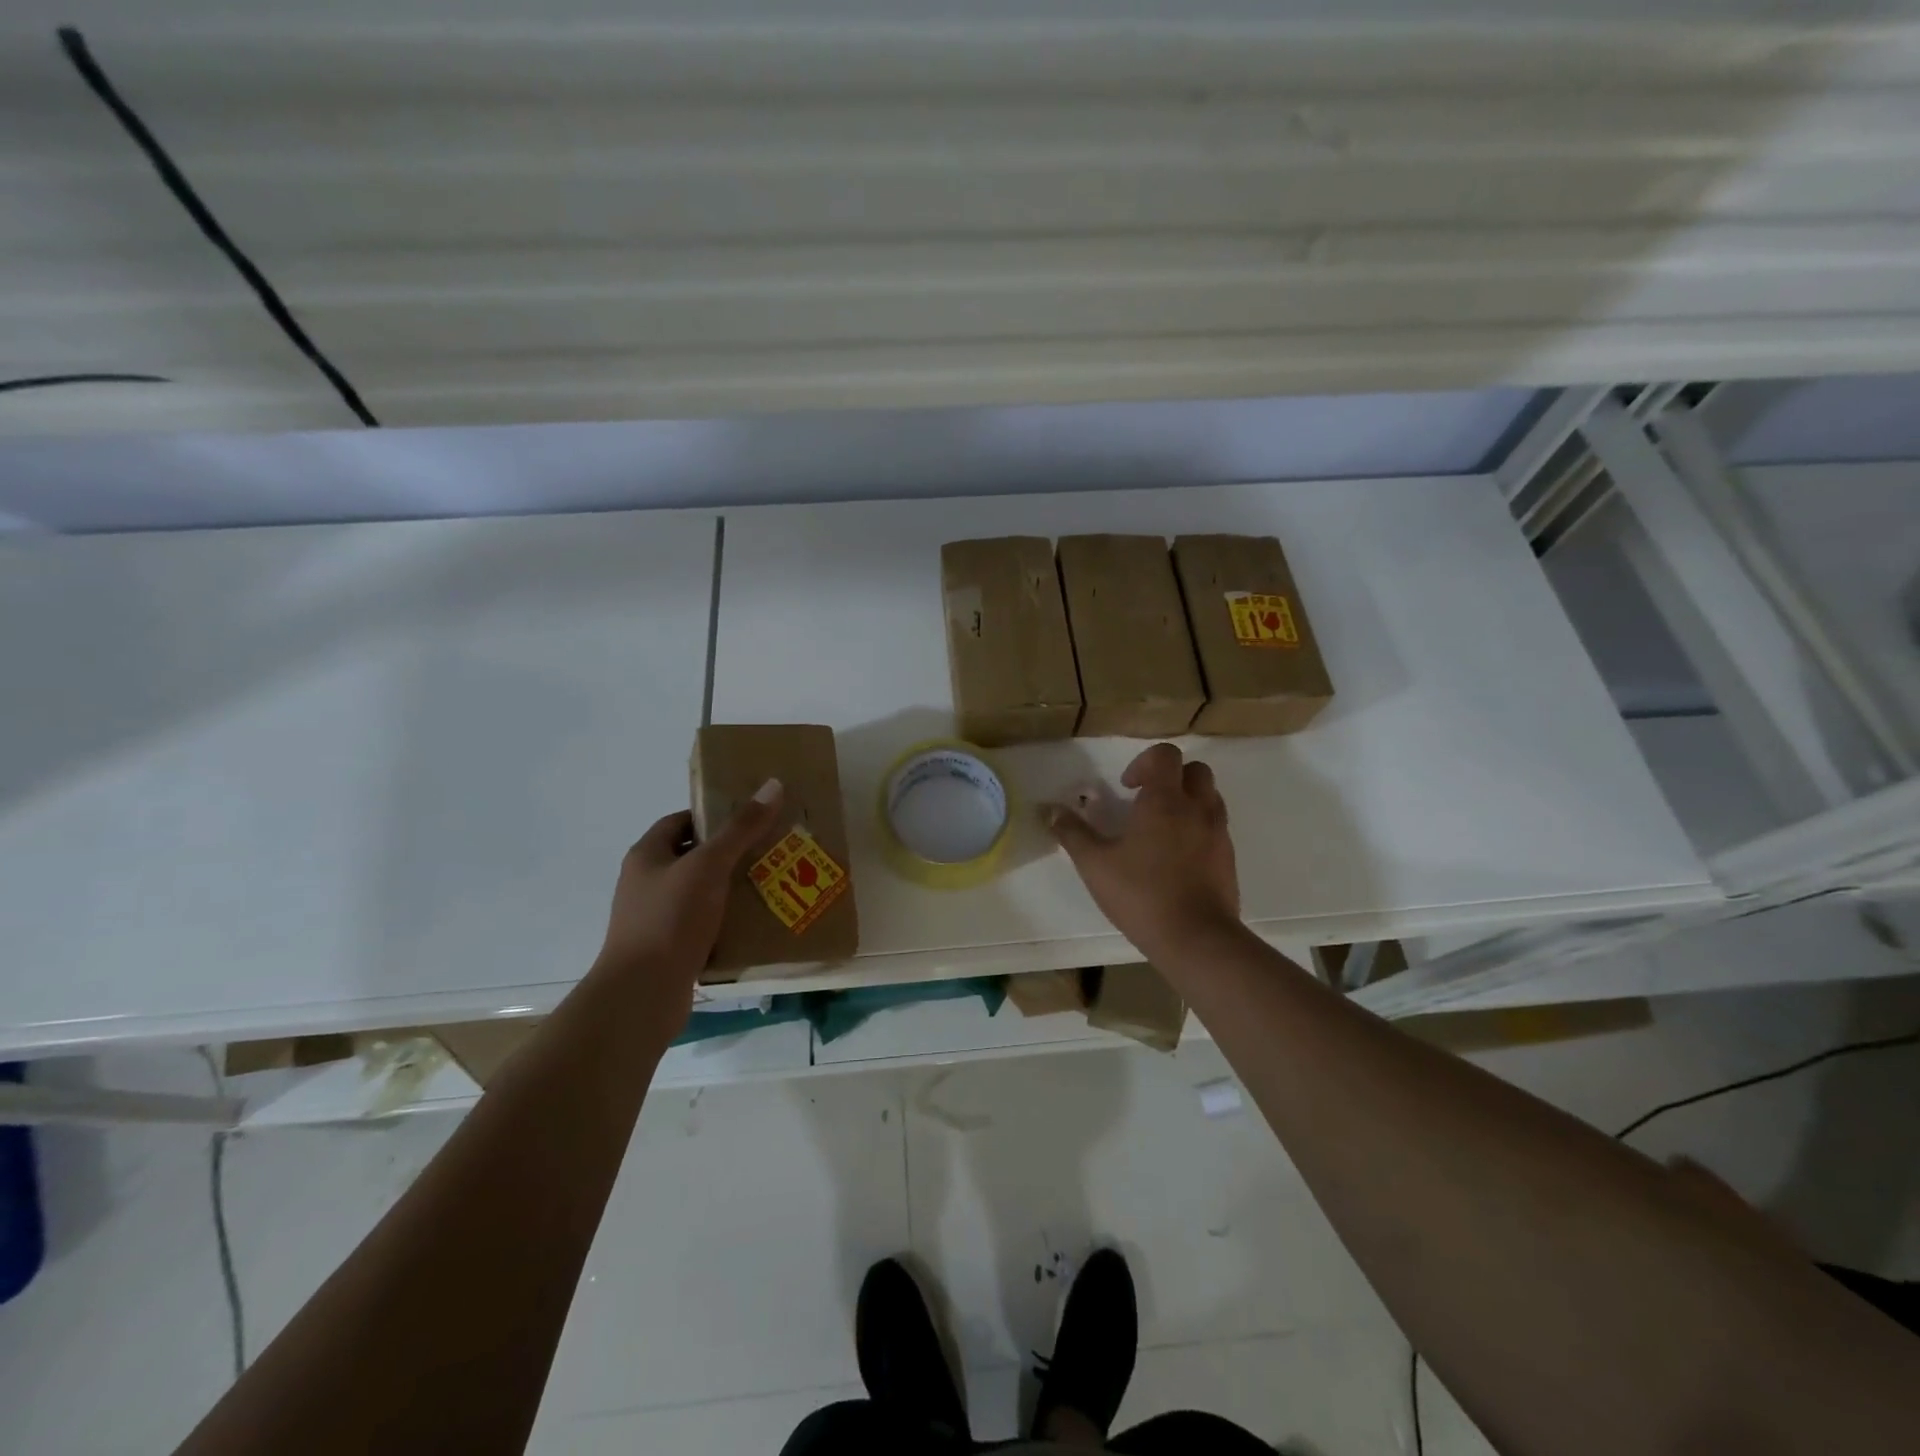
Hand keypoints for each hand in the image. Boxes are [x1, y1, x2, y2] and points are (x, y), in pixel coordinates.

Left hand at [595, 780, 784, 1006]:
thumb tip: (773, 785)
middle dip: (730, 853)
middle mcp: (646, 884)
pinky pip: (703, 925)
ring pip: (700, 893)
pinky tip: (755, 924)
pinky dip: (726, 922)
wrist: (642, 995)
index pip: (680, 822)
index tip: (750, 819)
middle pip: (693, 858)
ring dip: (730, 890)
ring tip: (771, 884)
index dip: (713, 816)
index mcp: (647, 856)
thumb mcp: (709, 866)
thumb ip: (741, 828)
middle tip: (770, 850)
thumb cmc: (670, 919)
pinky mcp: (669, 949)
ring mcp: (655, 919)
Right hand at [1046, 743, 1240, 960]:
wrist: (1197, 939)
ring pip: (1210, 797)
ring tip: (1161, 829)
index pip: (1165, 755)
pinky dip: (1198, 829)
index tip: (1127, 788)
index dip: (1144, 762)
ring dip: (1188, 801)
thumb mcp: (1095, 865)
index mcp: (1165, 801)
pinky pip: (1216, 827)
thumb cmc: (1142, 894)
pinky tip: (1176, 858)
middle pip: (1195, 770)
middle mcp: (1198, 808)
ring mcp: (1219, 833)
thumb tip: (1051, 811)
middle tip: (1146, 802)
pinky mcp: (1229, 859)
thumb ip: (1073, 833)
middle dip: (1171, 777)